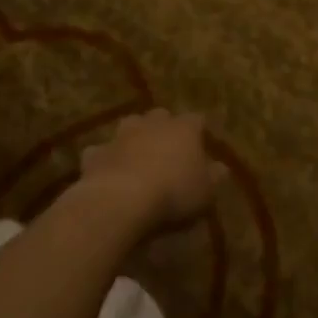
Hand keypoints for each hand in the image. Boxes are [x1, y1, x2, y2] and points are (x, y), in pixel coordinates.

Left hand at [78, 109, 224, 234]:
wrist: (121, 200)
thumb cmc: (173, 193)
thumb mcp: (205, 192)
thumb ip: (214, 176)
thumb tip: (221, 167)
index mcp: (184, 128)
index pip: (196, 120)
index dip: (198, 131)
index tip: (200, 143)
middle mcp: (153, 123)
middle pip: (161, 116)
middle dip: (163, 128)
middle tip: (167, 148)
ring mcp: (122, 135)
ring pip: (130, 126)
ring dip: (133, 137)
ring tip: (136, 155)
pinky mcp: (97, 153)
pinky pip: (101, 151)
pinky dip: (105, 159)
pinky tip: (107, 172)